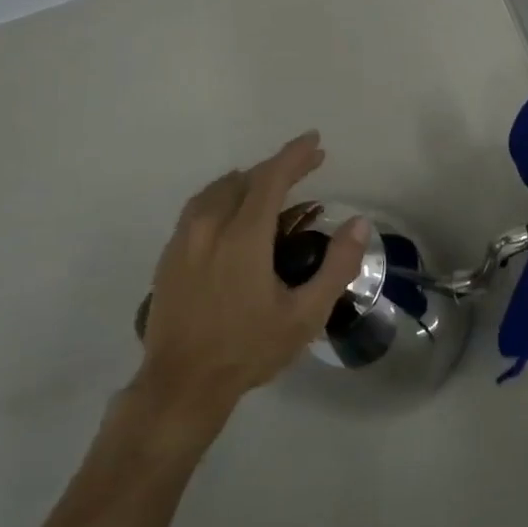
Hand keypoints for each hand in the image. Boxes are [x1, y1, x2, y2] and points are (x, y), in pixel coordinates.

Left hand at [135, 131, 366, 431]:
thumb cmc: (249, 349)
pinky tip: (234, 213)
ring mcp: (183, 241)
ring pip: (216, 191)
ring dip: (248, 180)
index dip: (294, 156)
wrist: (182, 385)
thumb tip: (359, 223)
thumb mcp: (306, 314)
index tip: (315, 141)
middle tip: (307, 164)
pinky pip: (197, 209)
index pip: (270, 179)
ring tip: (272, 185)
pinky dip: (223, 197)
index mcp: (243, 238)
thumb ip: (337, 266)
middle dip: (277, 166)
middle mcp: (209, 229)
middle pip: (243, 180)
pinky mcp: (168, 257)